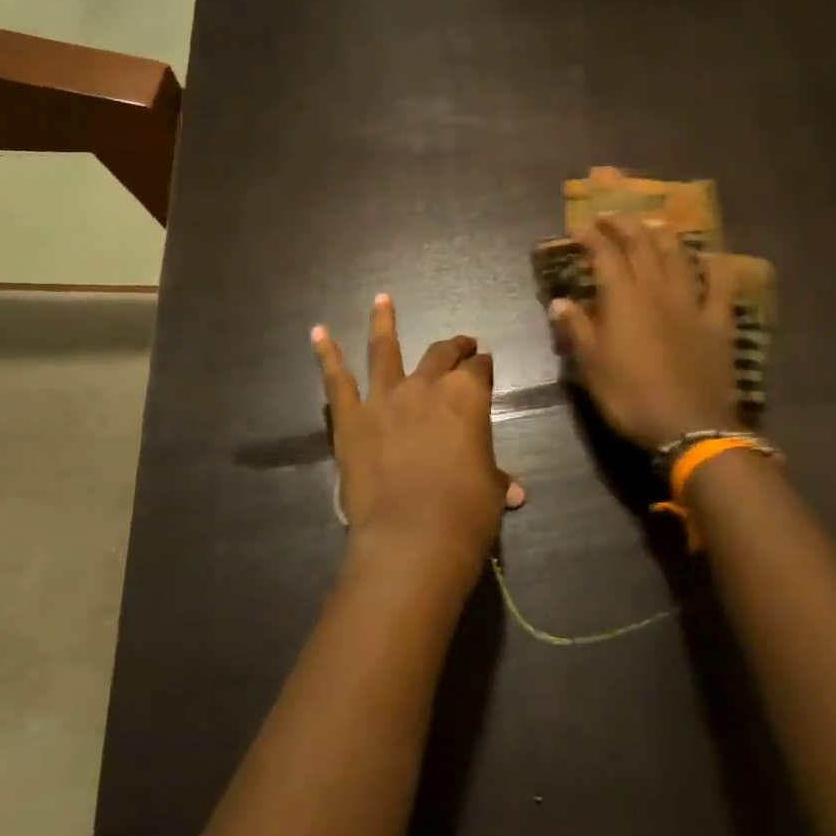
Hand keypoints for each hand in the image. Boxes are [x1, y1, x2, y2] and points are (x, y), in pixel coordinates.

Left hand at [313, 295, 520, 598]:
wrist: (413, 537)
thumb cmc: (466, 512)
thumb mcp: (491, 490)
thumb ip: (498, 479)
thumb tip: (516, 491)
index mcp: (468, 396)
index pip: (480, 369)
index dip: (484, 366)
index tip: (485, 363)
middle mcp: (427, 386)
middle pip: (441, 355)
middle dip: (454, 347)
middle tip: (462, 343)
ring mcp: (385, 398)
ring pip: (385, 350)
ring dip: (384, 322)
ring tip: (382, 299)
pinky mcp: (351, 418)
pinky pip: (337, 380)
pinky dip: (326, 354)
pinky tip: (318, 332)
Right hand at [549, 215, 739, 450]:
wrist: (688, 425)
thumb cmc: (630, 397)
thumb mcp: (592, 367)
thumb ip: (577, 329)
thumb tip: (559, 302)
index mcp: (623, 299)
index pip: (605, 255)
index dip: (592, 237)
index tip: (579, 226)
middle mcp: (657, 290)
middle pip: (642, 246)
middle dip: (625, 225)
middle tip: (612, 215)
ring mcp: (692, 303)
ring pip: (679, 258)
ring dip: (665, 237)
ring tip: (654, 225)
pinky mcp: (718, 322)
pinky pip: (720, 286)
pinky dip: (716, 268)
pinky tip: (712, 257)